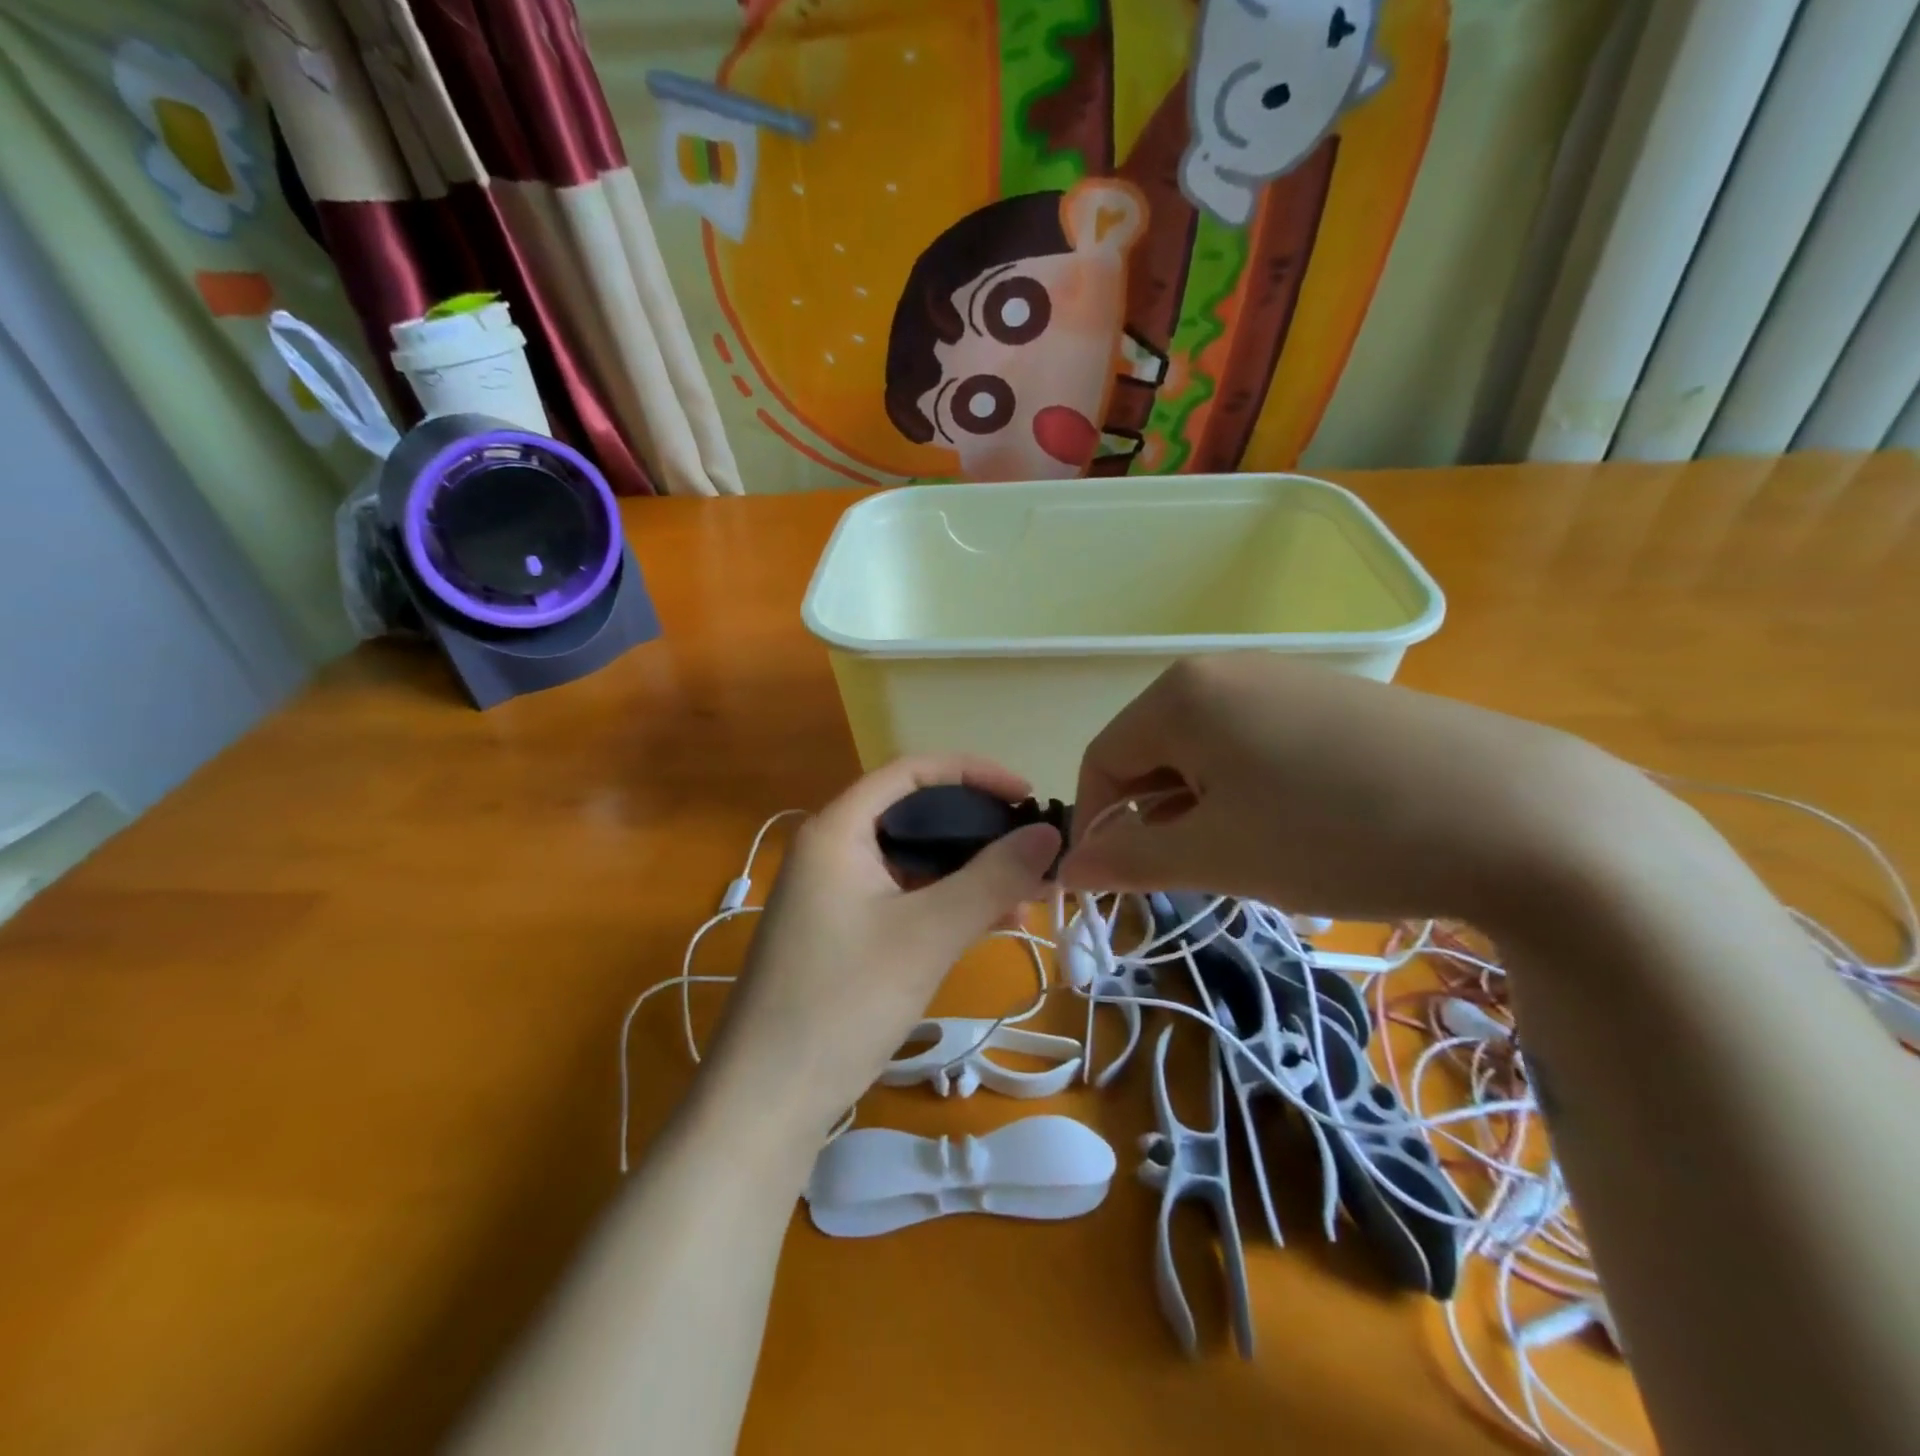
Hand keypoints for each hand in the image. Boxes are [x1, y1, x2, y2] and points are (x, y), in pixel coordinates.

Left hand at [699, 757, 1061, 1143]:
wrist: (766, 1103)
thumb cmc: (843, 1002)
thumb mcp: (928, 934)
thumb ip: (992, 878)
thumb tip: (1049, 833)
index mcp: (838, 830)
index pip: (912, 771)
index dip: (974, 773)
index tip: (1026, 796)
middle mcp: (832, 850)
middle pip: (916, 816)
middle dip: (979, 832)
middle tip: (1034, 855)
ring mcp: (834, 894)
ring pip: (914, 863)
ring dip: (969, 874)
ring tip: (1026, 899)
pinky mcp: (842, 933)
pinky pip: (904, 899)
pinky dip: (947, 905)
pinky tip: (991, 925)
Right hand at [1056, 654, 1664, 924]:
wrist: (1522, 817)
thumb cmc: (1335, 834)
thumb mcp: (1217, 856)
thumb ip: (1129, 859)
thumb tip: (1067, 868)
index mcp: (1182, 694)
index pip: (1102, 760)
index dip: (1097, 826)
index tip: (1115, 884)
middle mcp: (1226, 671)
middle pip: (1154, 752)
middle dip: (1156, 819)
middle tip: (1195, 876)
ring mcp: (1286, 679)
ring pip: (1207, 753)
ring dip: (1205, 810)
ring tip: (1254, 857)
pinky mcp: (1335, 700)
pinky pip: (1259, 745)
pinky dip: (1252, 792)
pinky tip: (1301, 828)